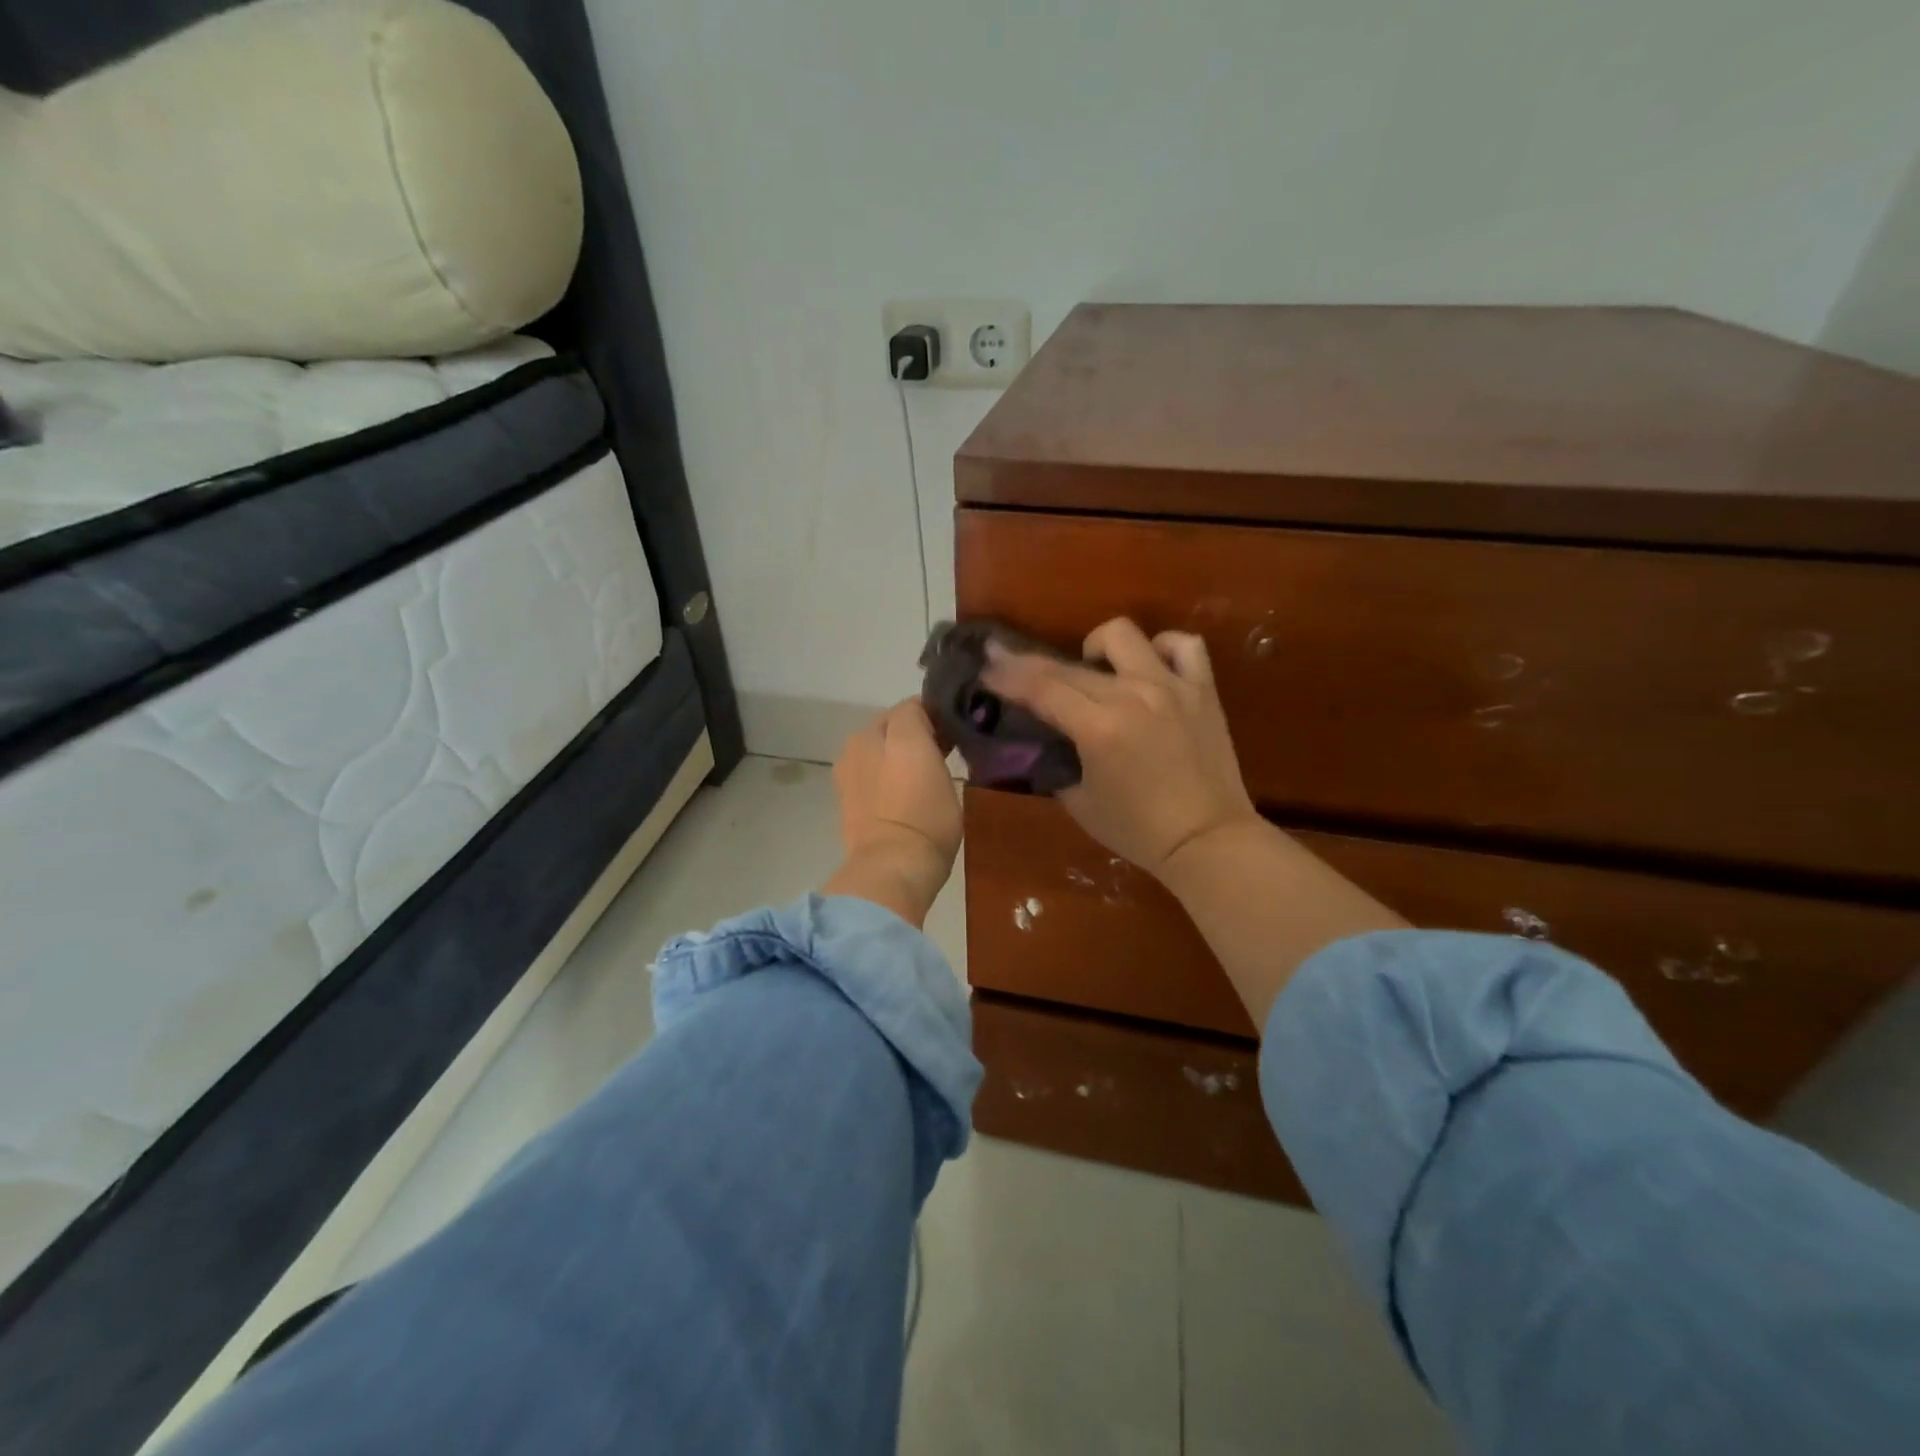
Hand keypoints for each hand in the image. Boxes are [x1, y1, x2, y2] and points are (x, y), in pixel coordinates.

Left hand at [823, 700, 961, 926]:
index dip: (937, 716)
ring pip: (885, 756)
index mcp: (870, 732)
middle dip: (918, 737)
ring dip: (903, 759)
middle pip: (894, 731)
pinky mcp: (853, 809)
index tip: (958, 734)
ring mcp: (850, 781)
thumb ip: (919, 722)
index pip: (910, 708)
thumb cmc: (920, 811)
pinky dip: (891, 781)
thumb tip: (923, 714)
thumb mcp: (924, 751)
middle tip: (947, 756)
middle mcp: (854, 749)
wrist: (894, 868)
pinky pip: (878, 781)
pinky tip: (909, 797)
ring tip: (930, 778)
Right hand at [983, 618, 1258, 881]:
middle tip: (1014, 666)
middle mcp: (1133, 695)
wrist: (1208, 839)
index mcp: (1099, 728)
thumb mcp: (1080, 803)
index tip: (987, 664)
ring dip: (1097, 648)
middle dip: (1031, 664)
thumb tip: (1045, 742)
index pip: (1041, 688)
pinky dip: (1161, 649)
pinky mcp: (1202, 690)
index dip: (1008, 675)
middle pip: (1070, 665)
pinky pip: (1183, 646)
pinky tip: (1149, 666)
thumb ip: (1058, 764)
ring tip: (1095, 670)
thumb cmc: (1139, 830)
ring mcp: (1171, 687)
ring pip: (1124, 635)